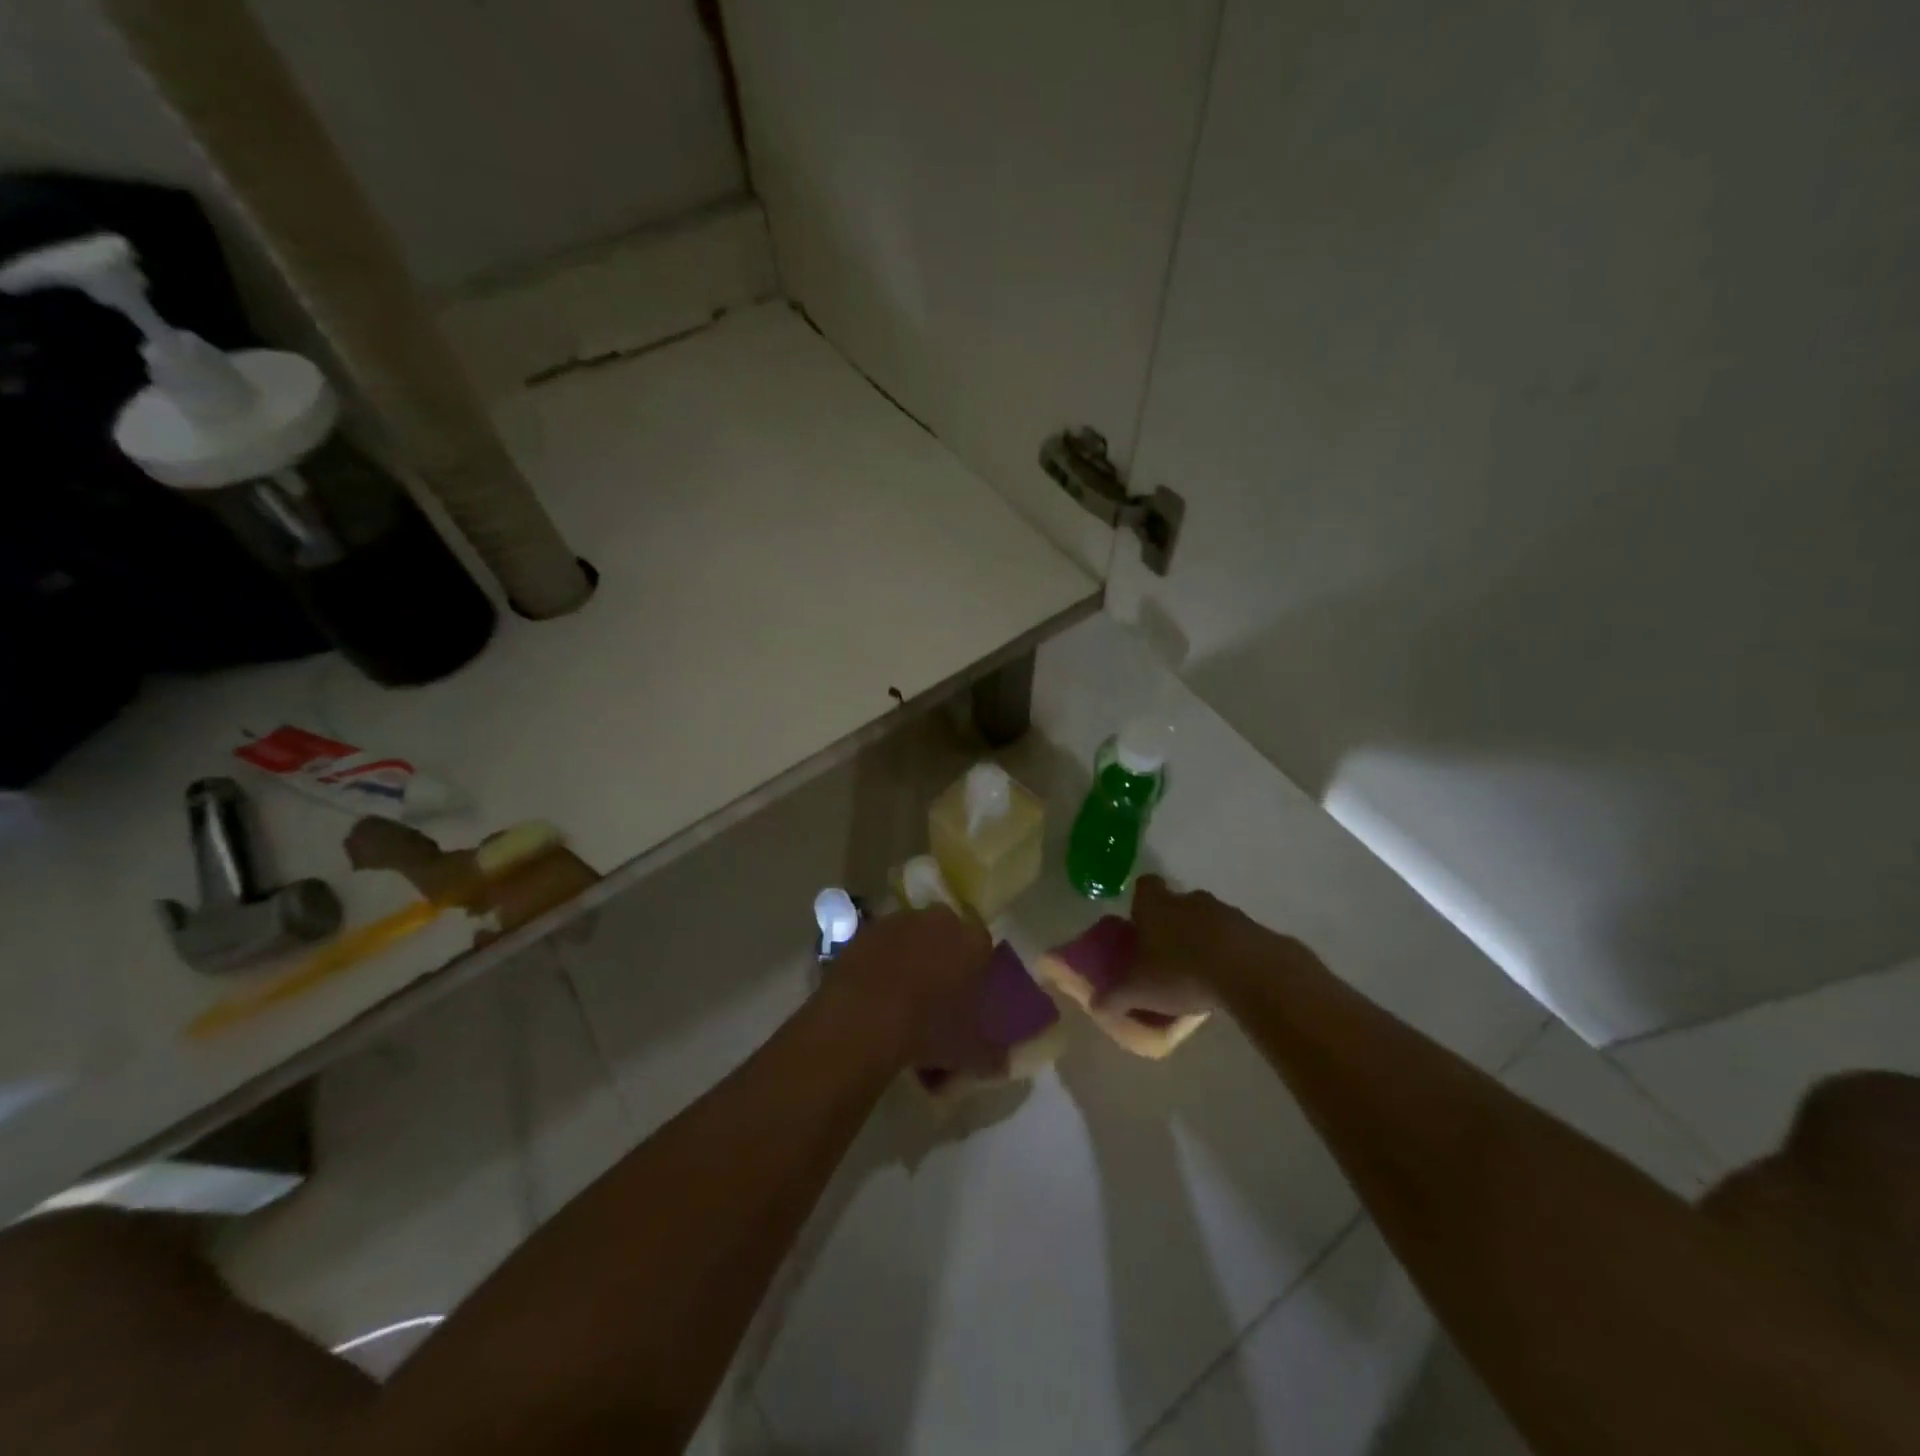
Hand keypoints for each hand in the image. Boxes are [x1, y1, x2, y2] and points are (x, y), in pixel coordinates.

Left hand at [826, 906, 1003, 1074]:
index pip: (983, 947)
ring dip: (910, 960)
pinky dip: (880, 964)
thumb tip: (1002, 1063)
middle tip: (934, 998)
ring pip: (912, 938)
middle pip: (946, 936)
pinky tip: (874, 996)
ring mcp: (900, 920)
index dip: (975, 972)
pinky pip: (881, 946)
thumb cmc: (928, 1028)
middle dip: (942, 959)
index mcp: (973, 940)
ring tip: (900, 1001)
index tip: (966, 999)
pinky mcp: (867, 930)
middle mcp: (939, 920)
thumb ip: (991, 1055)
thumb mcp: (969, 1051)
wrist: (863, 1016)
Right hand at [1096, 875, 1299, 1021]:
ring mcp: (1225, 911)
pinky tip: (1226, 980)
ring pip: (1206, 920)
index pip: (1144, 887)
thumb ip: (1113, 997)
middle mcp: (1188, 899)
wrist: (1250, 971)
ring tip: (1198, 973)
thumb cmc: (1181, 971)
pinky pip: (1234, 938)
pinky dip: (1229, 953)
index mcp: (1156, 905)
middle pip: (1176, 904)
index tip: (1139, 923)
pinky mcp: (1253, 930)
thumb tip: (1095, 1006)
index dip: (1140, 902)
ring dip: (1202, 939)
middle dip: (1171, 924)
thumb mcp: (1137, 990)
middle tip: (1165, 955)